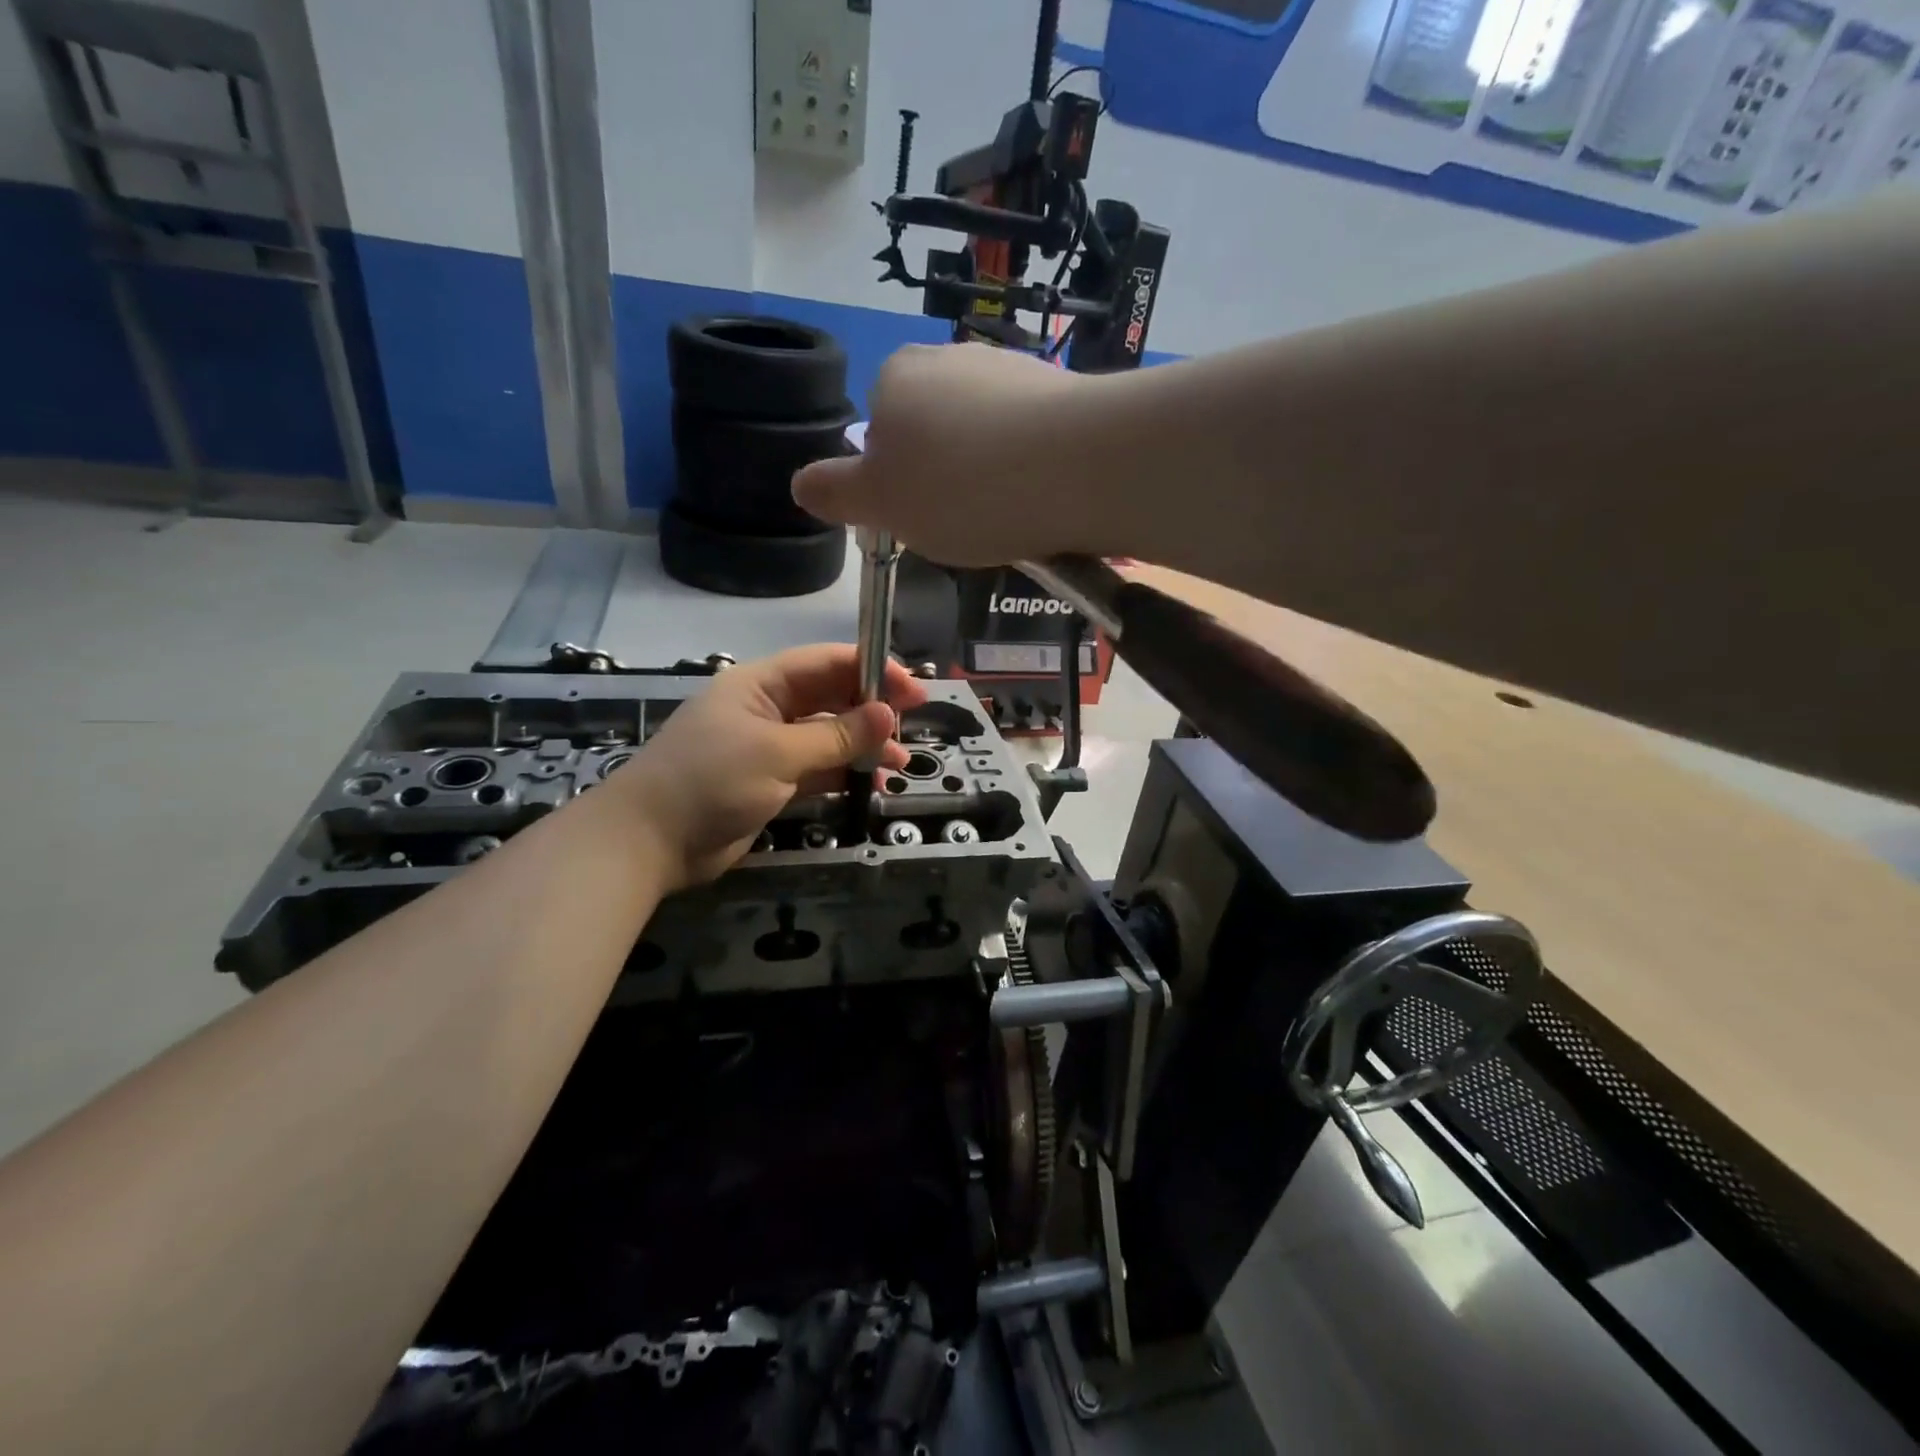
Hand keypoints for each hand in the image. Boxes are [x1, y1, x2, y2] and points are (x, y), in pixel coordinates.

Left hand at [606, 645, 928, 889]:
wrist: (648, 843)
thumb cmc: (710, 781)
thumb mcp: (777, 753)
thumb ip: (836, 735)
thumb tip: (888, 714)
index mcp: (761, 685)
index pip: (825, 663)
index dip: (871, 669)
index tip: (912, 688)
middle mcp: (767, 709)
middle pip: (830, 697)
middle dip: (871, 708)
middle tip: (912, 723)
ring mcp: (768, 748)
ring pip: (828, 736)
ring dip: (863, 744)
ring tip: (899, 761)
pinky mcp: (770, 783)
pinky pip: (817, 769)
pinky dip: (844, 772)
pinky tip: (872, 780)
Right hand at [792, 343, 1104, 565]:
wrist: (1078, 465)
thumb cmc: (961, 489)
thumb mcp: (880, 504)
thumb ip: (835, 492)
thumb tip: (802, 483)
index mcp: (896, 377)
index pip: (880, 434)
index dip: (896, 484)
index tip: (921, 518)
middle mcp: (951, 357)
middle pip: (934, 432)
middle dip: (945, 479)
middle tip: (965, 524)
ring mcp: (1012, 369)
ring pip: (986, 436)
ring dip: (991, 476)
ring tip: (1012, 517)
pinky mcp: (1065, 391)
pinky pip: (1033, 440)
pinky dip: (1033, 469)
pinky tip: (1047, 498)